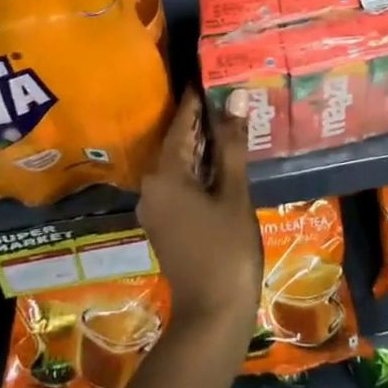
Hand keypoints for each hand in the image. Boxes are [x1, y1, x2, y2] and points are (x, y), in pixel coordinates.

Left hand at [137, 88, 261, 333]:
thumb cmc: (226, 250)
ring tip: (230, 120)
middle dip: (202, 119)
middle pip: (178, 142)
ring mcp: (156, 207)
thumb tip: (235, 98)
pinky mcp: (165, 222)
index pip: (181, 123)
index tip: (211, 72)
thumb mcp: (234, 193)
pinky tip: (222, 159)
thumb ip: (232, 144)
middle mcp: (152, 186)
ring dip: (203, 144)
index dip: (197, 99)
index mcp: (165, 175)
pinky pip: (180, 182)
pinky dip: (199, 167)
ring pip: (179, 163)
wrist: (212, 314)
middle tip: (228, 93)